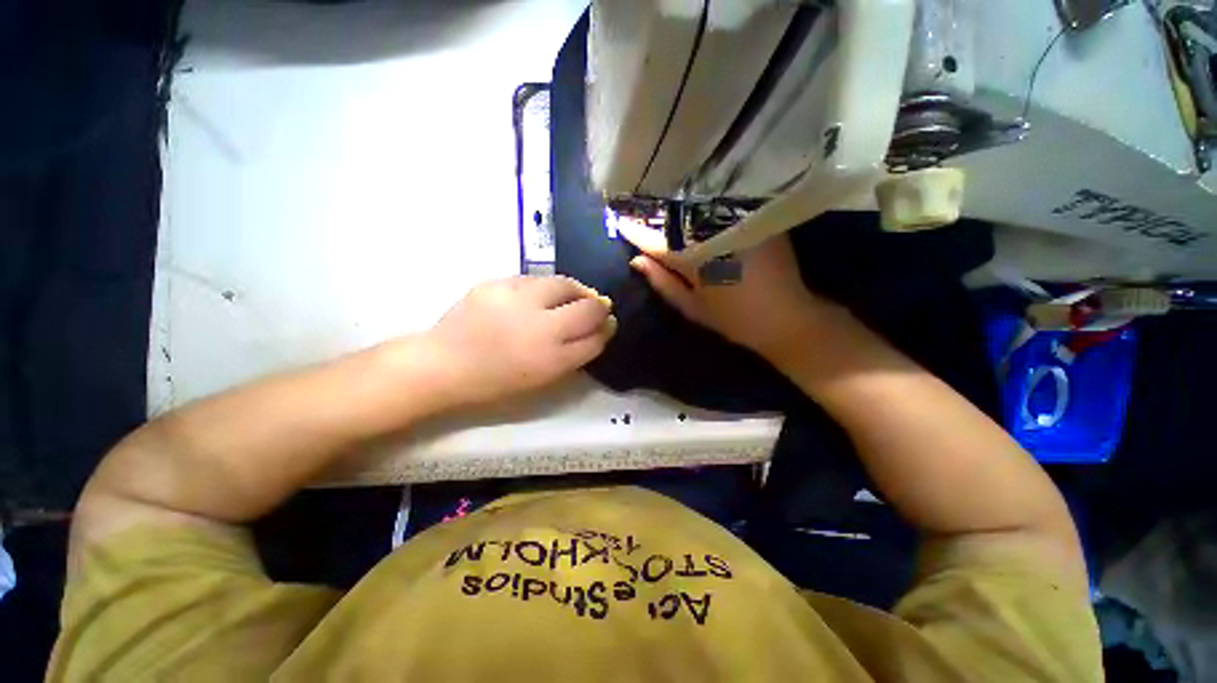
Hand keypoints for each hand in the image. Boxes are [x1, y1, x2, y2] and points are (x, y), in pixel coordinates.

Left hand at [422, 275, 615, 407]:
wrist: (444, 363)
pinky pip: (535, 279)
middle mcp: (540, 325)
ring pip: (564, 284)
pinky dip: (545, 287)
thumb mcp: (543, 377)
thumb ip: (576, 354)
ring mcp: (517, 299)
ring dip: (575, 291)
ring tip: (570, 298)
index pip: (596, 336)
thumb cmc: (497, 381)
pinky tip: (538, 297)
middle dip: (598, 306)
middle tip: (594, 308)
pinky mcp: (497, 282)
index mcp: (551, 357)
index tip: (607, 324)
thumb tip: (600, 329)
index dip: (606, 328)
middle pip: (588, 306)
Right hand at [619, 220, 846, 361]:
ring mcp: (737, 223)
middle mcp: (715, 235)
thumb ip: (662, 282)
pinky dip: (703, 206)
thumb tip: (637, 260)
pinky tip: (693, 203)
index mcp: (697, 260)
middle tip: (635, 206)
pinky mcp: (755, 218)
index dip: (637, 231)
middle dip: (655, 213)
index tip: (619, 220)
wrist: (786, 317)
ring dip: (677, 206)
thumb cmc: (734, 319)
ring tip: (659, 202)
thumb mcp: (691, 307)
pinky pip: (721, 206)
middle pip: (677, 218)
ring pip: (697, 208)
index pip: (658, 241)